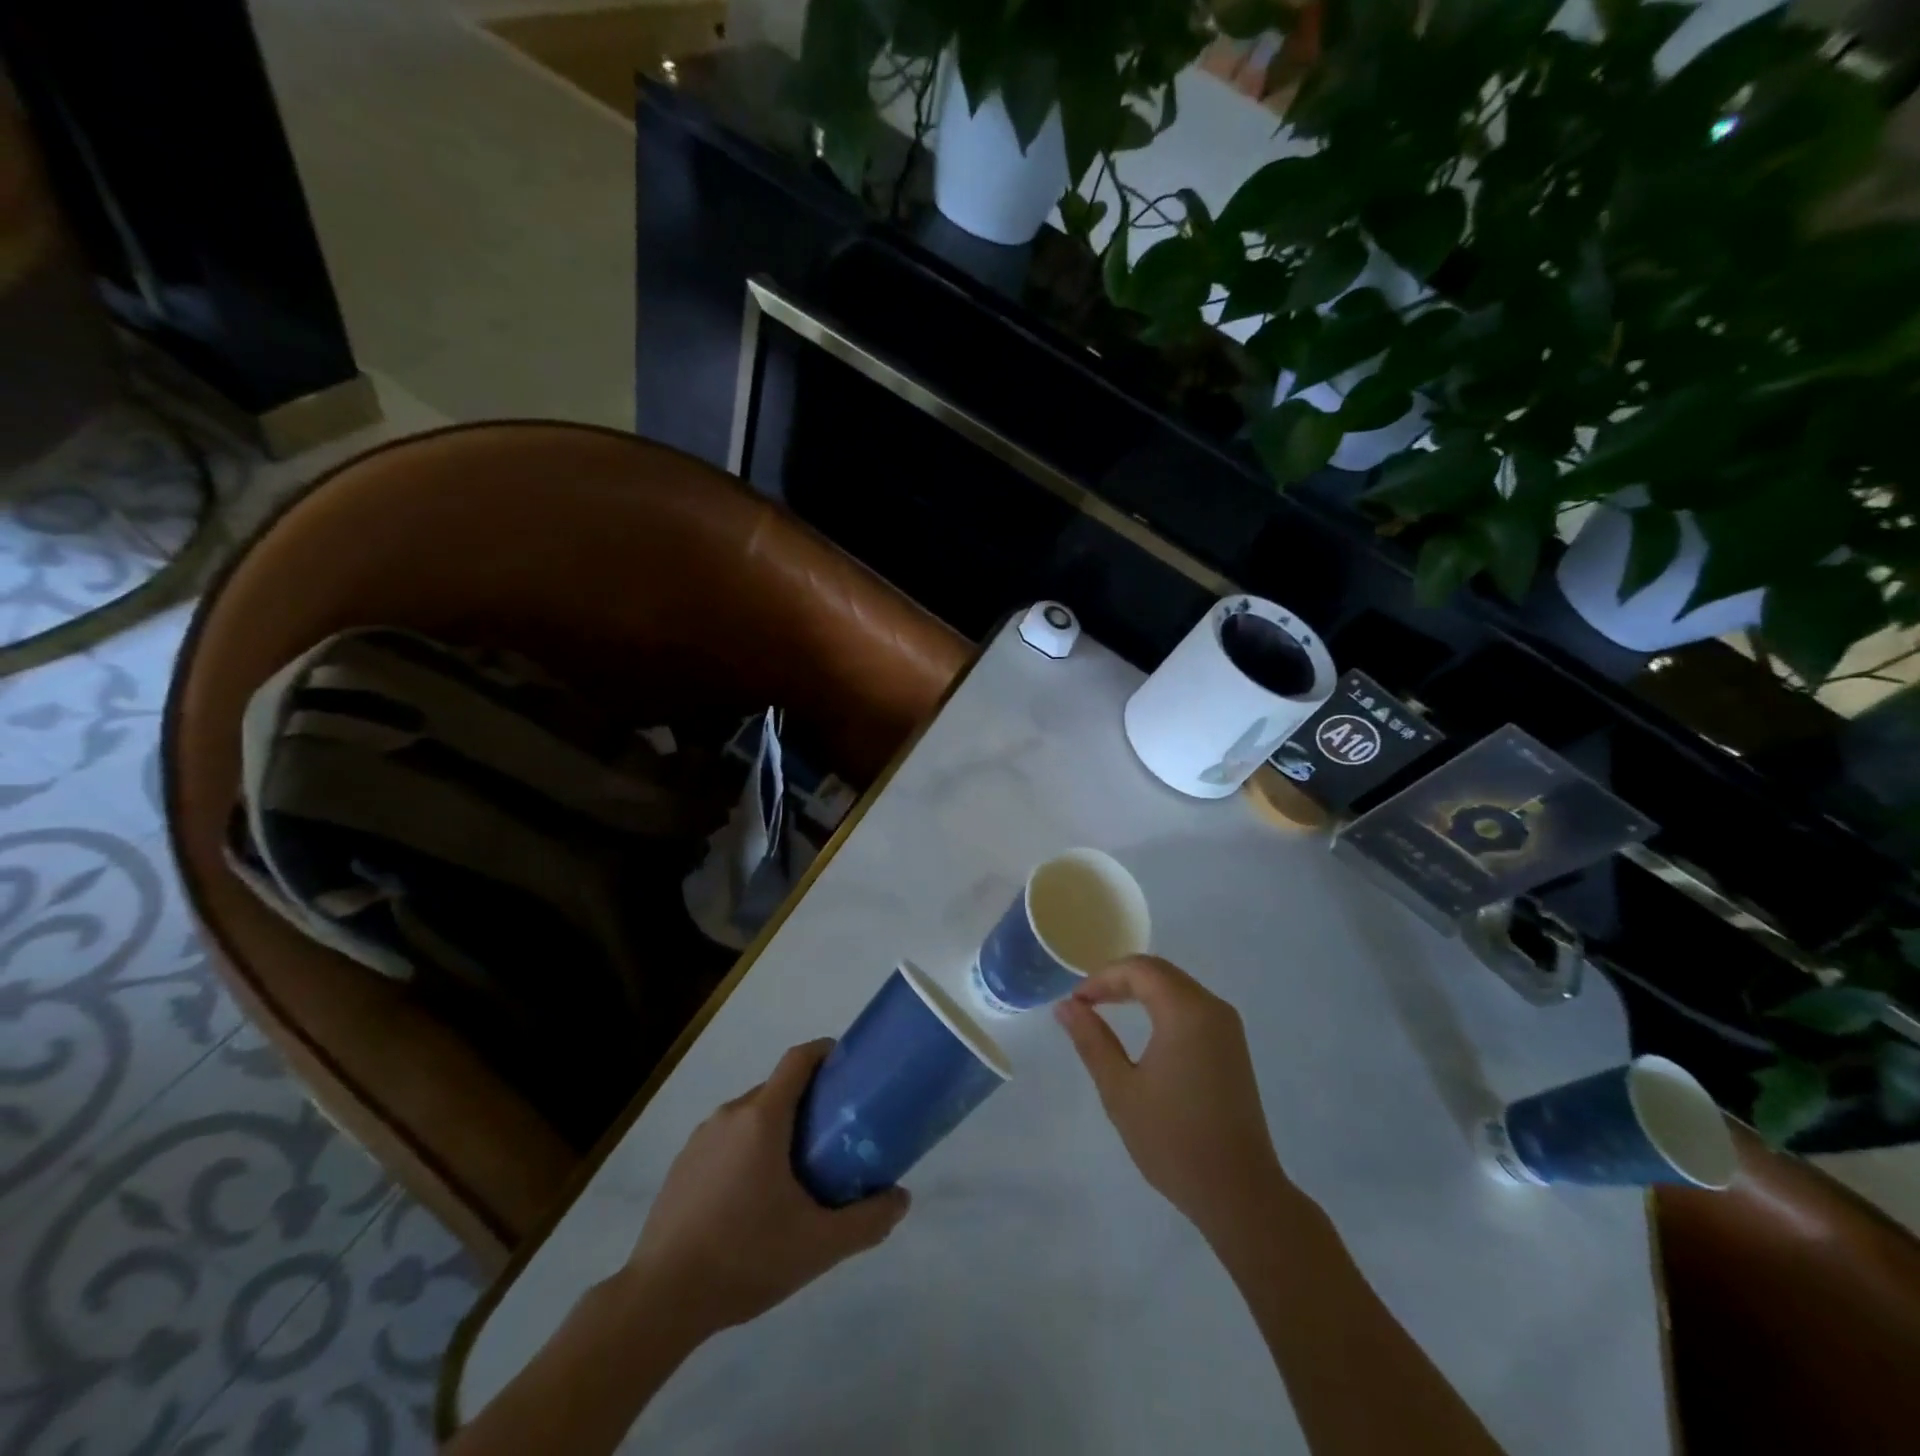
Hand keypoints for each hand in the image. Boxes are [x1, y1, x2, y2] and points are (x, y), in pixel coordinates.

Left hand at [624, 1040, 910, 1335]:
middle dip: (808, 1101)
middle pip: (777, 1089)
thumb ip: (866, 1220)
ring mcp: (701, 1139)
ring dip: (777, 1128)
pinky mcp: (682, 1165)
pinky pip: (726, 1140)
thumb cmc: (745, 1257)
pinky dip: (748, 1150)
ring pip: (751, 1116)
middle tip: (834, 1135)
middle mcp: (730, 1114)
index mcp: (763, 1117)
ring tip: (798, 1171)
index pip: (798, 1059)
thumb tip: (902, 1199)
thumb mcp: (818, 1245)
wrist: (660, 1299)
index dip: (826, 1053)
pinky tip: (754, 1199)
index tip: (849, 1068)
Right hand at [1055, 955, 1286, 1243]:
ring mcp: (1227, 1027)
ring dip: (1140, 991)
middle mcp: (1212, 1008)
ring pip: (1176, 986)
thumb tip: (1066, 1006)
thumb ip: (1091, 1040)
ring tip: (1106, 1011)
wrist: (1239, 1193)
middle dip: (1119, 980)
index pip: (1139, 970)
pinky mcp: (1232, 1046)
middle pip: (1159, 972)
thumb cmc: (1173, 1140)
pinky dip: (1161, 1005)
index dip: (1102, 978)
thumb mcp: (1120, 1089)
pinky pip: (1191, 1006)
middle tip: (1085, 1004)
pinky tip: (1142, 1028)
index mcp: (1186, 1012)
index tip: (1075, 1003)